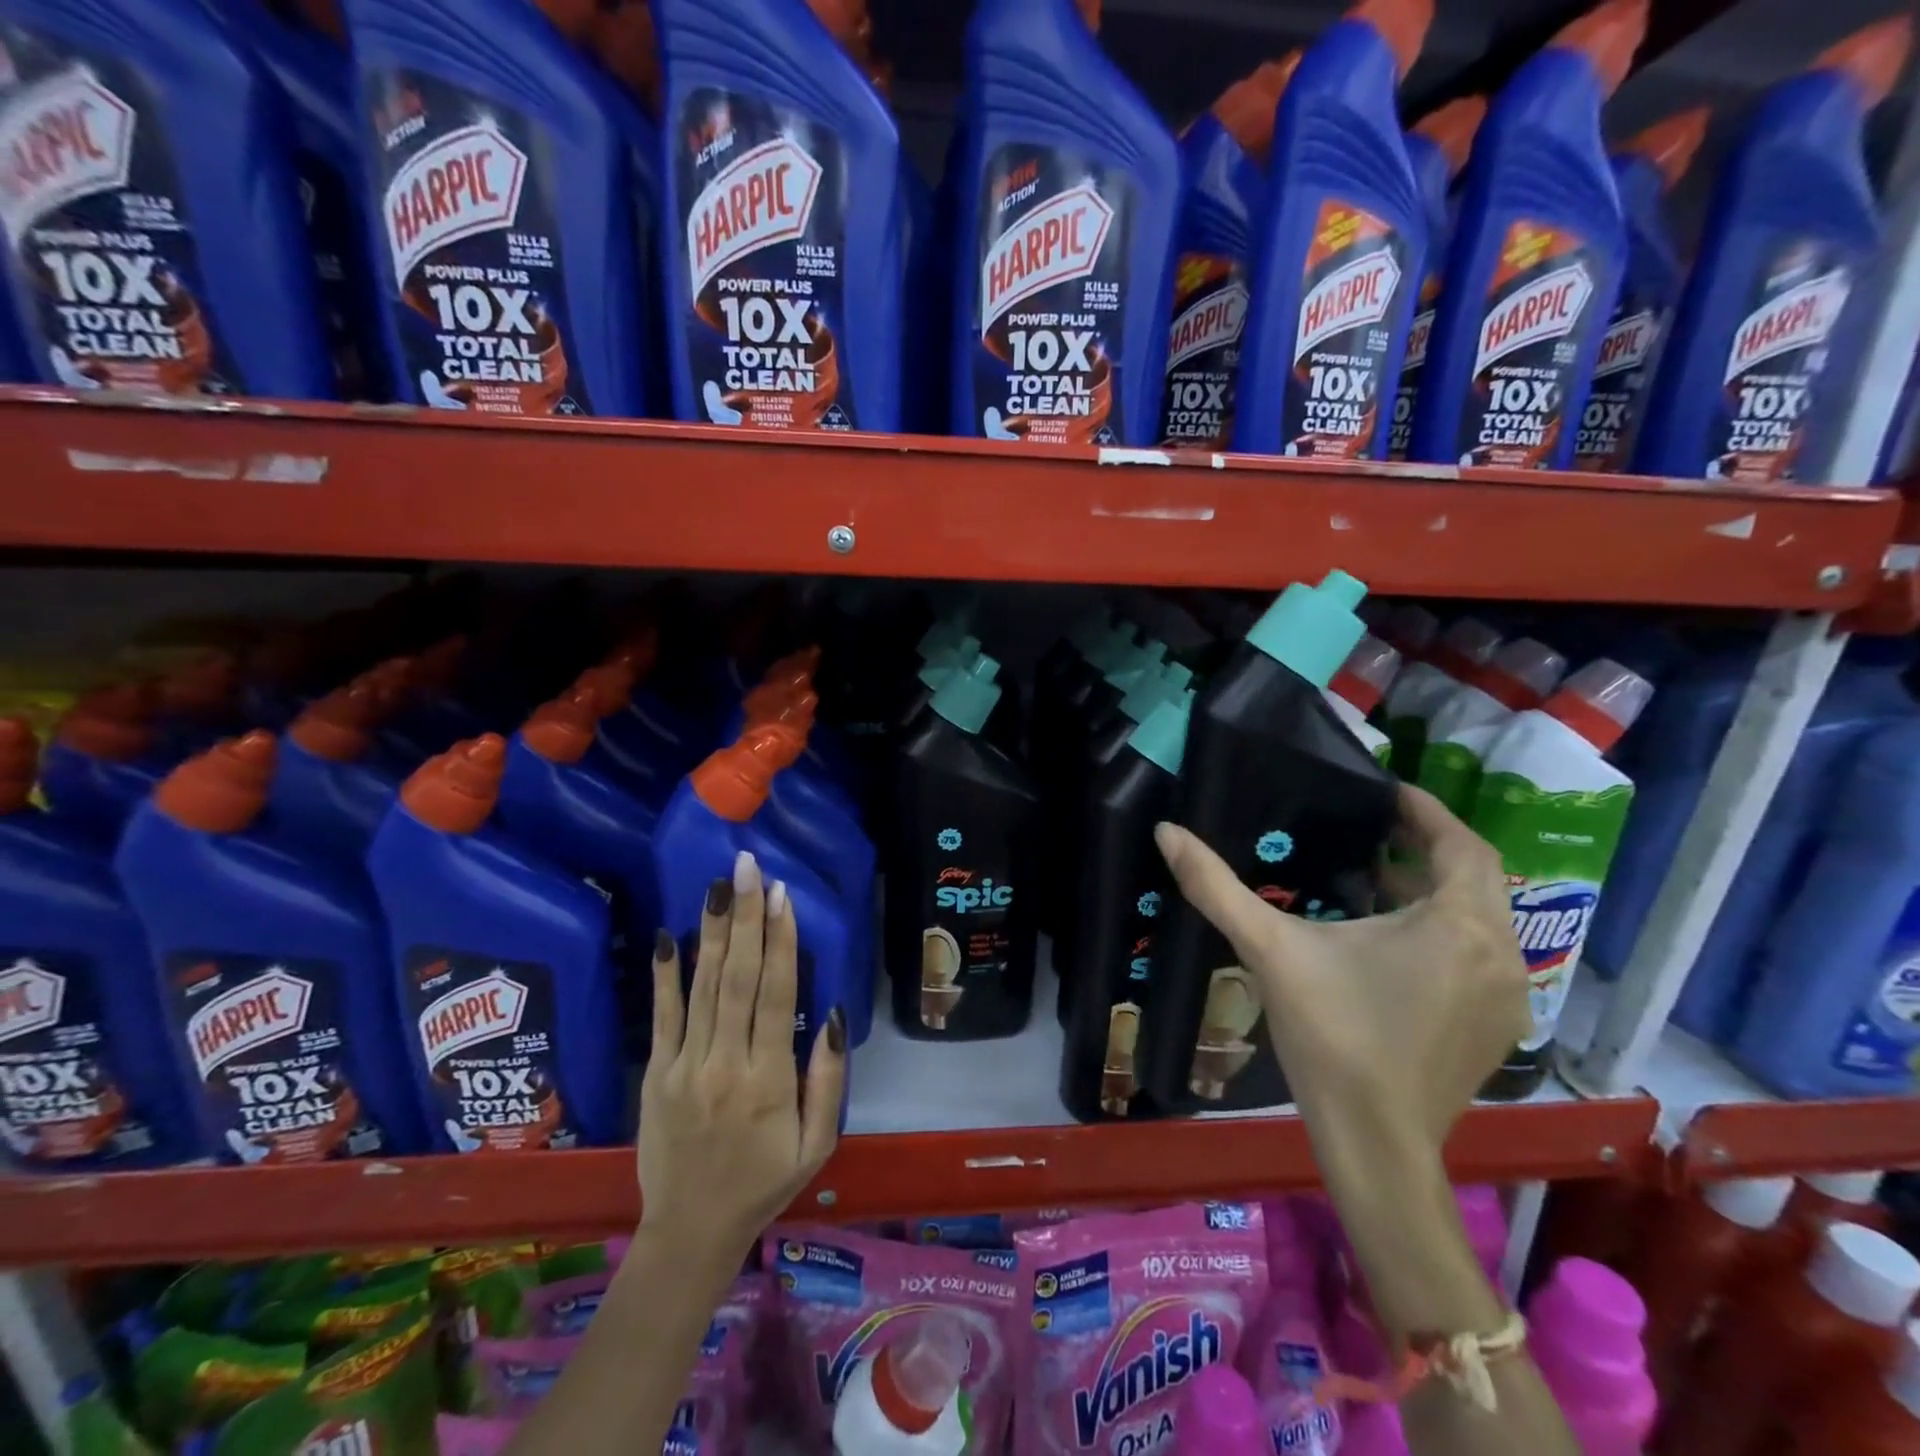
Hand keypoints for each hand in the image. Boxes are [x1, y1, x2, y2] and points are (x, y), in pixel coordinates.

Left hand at [639, 851, 847, 1263]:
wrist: (691, 1232)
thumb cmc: (765, 1182)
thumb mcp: (818, 1143)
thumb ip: (827, 1079)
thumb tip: (830, 1013)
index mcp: (768, 1081)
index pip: (774, 995)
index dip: (780, 942)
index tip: (781, 896)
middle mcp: (724, 1064)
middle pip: (736, 979)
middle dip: (744, 918)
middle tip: (748, 869)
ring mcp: (684, 1067)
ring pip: (702, 988)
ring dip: (712, 933)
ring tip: (718, 886)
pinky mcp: (656, 1074)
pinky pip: (662, 1017)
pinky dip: (665, 975)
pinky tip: (670, 936)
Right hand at [1153, 784, 1529, 1161]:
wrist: (1375, 1144)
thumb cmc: (1331, 1037)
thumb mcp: (1270, 950)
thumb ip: (1216, 886)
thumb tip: (1167, 831)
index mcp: (1459, 926)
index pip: (1461, 845)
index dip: (1428, 812)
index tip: (1387, 792)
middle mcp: (1500, 954)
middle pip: (1476, 878)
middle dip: (1427, 848)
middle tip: (1373, 830)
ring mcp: (1505, 997)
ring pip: (1480, 919)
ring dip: (1435, 891)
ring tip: (1374, 879)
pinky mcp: (1496, 1028)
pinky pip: (1479, 955)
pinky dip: (1444, 930)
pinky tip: (1391, 942)